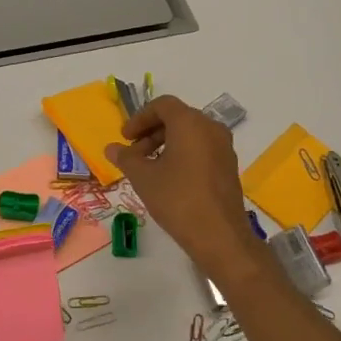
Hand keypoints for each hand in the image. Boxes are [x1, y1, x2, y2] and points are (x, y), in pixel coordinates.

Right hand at [106, 96, 261, 275]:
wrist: (219, 235)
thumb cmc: (177, 199)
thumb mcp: (143, 178)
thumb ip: (126, 158)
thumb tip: (111, 148)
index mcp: (190, 123)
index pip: (162, 105)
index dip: (140, 118)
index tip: (125, 137)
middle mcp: (211, 128)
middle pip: (177, 118)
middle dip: (151, 132)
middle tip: (133, 154)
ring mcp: (224, 147)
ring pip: (191, 134)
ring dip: (166, 143)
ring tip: (149, 168)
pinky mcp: (229, 166)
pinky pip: (202, 148)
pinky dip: (183, 154)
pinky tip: (170, 178)